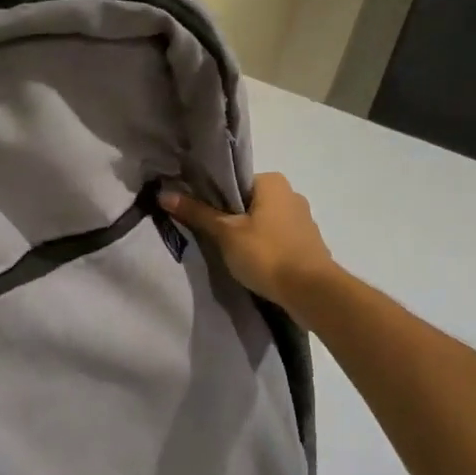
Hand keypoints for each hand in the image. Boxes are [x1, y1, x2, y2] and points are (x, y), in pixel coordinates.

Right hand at [159, 173, 335, 310]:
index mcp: (273, 182)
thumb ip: (197, 213)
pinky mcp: (309, 244)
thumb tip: (163, 194)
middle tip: (210, 235)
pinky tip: (253, 263)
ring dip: (249, 234)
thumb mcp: (225, 233)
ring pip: (264, 222)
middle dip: (232, 217)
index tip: (200, 214)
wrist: (312, 292)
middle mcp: (291, 194)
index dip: (215, 197)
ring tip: (229, 253)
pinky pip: (278, 239)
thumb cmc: (266, 254)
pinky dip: (265, 247)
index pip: (235, 182)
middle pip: (249, 202)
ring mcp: (303, 220)